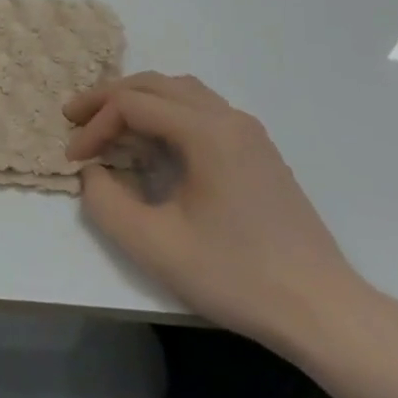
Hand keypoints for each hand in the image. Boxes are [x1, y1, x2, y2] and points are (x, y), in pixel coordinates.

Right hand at [66, 72, 366, 353]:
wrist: (324, 312)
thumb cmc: (236, 275)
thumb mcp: (154, 245)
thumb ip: (106, 201)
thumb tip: (93, 172)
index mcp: (207, 132)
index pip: (132, 106)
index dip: (94, 125)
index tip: (73, 159)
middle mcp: (229, 119)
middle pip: (154, 85)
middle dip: (108, 98)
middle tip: (74, 118)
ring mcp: (249, 134)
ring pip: (180, 92)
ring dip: (138, 100)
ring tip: (109, 123)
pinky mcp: (258, 153)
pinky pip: (201, 111)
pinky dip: (165, 113)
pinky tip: (153, 144)